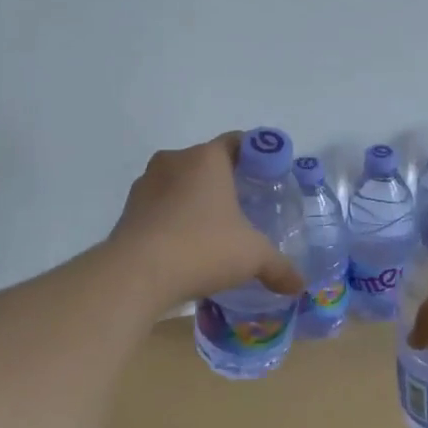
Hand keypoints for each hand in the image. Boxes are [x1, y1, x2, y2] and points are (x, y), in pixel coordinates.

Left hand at [109, 133, 305, 311]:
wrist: (136, 274)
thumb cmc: (203, 248)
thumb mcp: (252, 256)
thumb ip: (279, 267)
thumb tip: (300, 286)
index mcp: (207, 158)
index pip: (236, 142)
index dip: (255, 155)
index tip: (268, 176)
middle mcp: (174, 161)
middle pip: (206, 163)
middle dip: (225, 182)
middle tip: (245, 206)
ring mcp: (146, 184)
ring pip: (179, 184)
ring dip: (195, 201)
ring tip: (214, 230)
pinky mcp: (128, 211)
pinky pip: (159, 207)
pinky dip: (173, 220)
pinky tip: (185, 246)